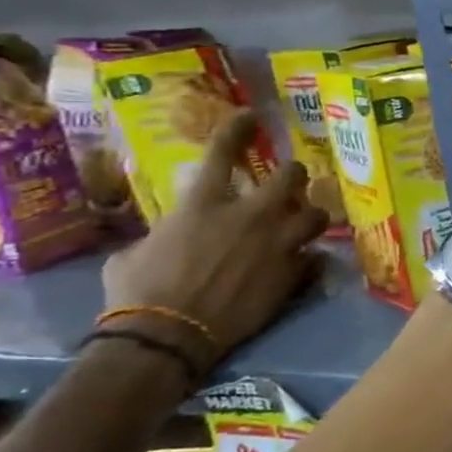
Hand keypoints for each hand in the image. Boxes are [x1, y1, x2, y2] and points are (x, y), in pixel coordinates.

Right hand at [101, 111, 328, 362]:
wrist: (168, 335)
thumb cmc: (138, 293)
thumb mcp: (135, 253)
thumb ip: (165, 233)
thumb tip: (170, 234)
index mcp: (202, 205)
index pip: (223, 155)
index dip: (238, 131)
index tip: (251, 116)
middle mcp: (249, 216)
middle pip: (291, 177)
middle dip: (294, 176)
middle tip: (292, 182)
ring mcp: (278, 243)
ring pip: (316, 214)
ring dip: (311, 216)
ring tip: (305, 222)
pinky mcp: (294, 272)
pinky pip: (315, 256)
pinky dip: (310, 258)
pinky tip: (304, 263)